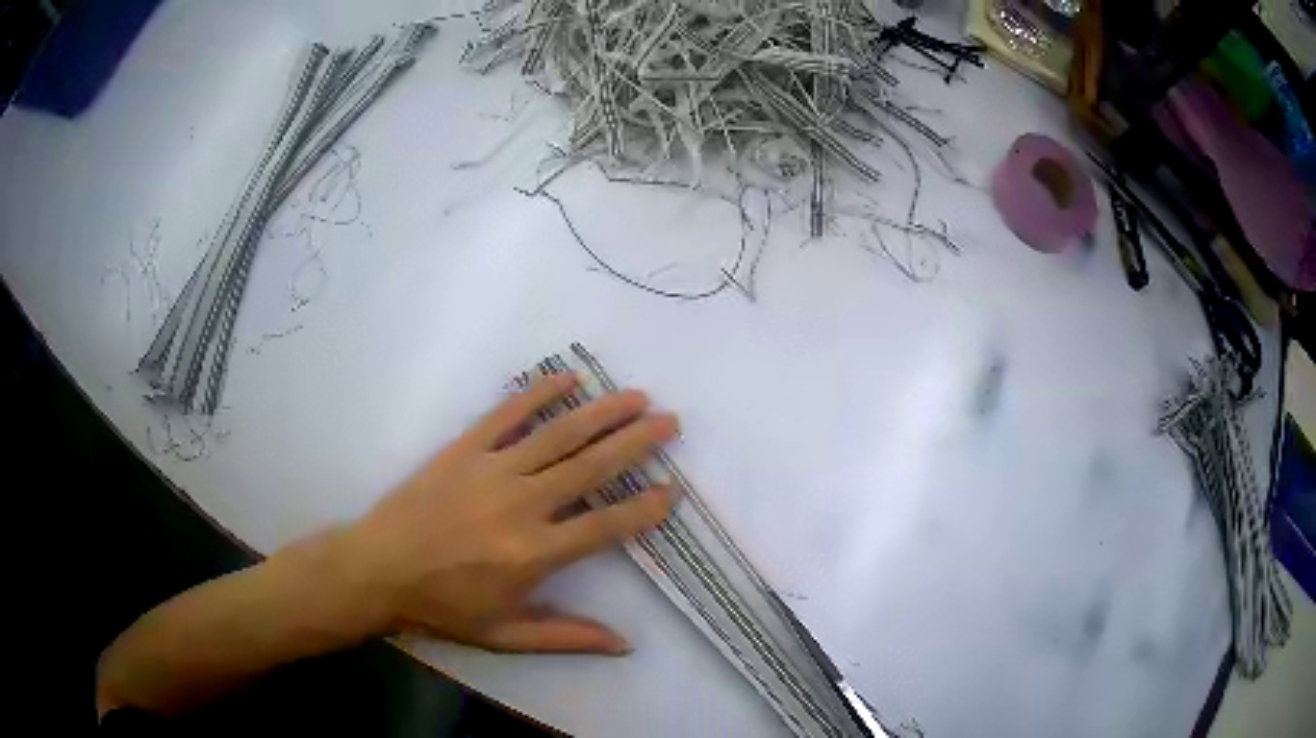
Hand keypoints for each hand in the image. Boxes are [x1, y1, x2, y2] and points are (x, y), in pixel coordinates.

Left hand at [341, 373, 677, 654]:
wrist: (378, 569)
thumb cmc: (443, 607)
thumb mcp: (506, 635)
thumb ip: (567, 637)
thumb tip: (625, 644)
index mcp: (534, 554)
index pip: (605, 526)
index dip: (643, 509)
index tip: (672, 491)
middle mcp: (521, 505)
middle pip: (591, 467)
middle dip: (636, 443)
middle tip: (670, 421)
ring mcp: (492, 470)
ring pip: (558, 435)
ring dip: (602, 413)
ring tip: (637, 396)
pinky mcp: (464, 449)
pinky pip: (507, 415)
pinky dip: (539, 394)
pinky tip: (568, 377)